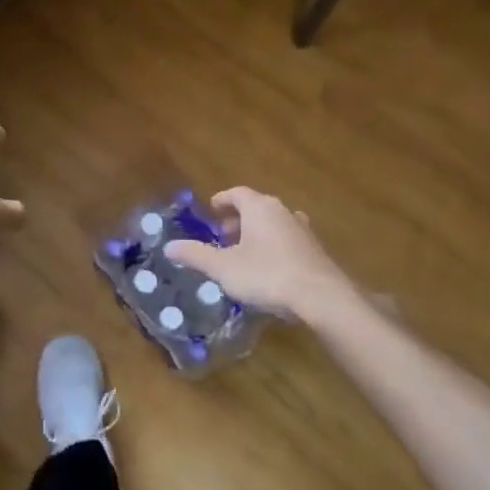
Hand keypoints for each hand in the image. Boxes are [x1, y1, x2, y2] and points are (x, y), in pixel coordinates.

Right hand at [163, 187, 351, 320]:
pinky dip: (273, 246)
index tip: (211, 210)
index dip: (222, 200)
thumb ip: (195, 255)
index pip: (237, 193)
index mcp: (259, 208)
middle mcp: (283, 211)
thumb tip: (168, 247)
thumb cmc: (266, 275)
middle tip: (222, 236)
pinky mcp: (315, 250)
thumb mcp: (223, 267)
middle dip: (237, 220)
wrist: (320, 296)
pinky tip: (267, 268)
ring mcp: (302, 230)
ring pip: (273, 223)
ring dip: (256, 233)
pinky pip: (287, 240)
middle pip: (256, 207)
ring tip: (243, 253)